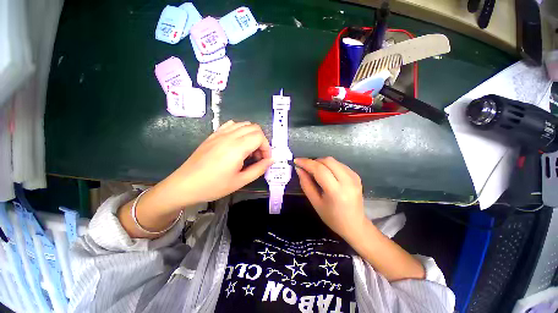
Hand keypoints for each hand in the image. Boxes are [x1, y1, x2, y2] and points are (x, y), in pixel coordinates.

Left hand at [158, 121, 272, 210]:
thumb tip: (271, 160)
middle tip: (257, 156)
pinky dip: (240, 130)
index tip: (264, 160)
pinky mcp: (213, 135)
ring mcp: (220, 134)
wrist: (184, 185)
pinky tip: (237, 142)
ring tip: (248, 150)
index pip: (260, 137)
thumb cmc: (213, 186)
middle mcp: (230, 136)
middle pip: (254, 128)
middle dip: (261, 141)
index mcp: (237, 147)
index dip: (266, 148)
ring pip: (243, 124)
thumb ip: (259, 169)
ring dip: (251, 135)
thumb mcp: (240, 181)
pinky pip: (231, 125)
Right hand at [294, 157, 366, 241]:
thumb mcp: (315, 202)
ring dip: (321, 163)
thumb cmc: (332, 217)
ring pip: (333, 161)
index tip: (296, 161)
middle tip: (306, 168)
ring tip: (315, 171)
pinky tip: (326, 174)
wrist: (355, 225)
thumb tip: (299, 169)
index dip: (307, 163)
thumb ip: (306, 184)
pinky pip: (339, 164)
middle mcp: (348, 182)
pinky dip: (329, 166)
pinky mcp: (356, 176)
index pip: (320, 170)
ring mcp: (354, 177)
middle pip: (328, 161)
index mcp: (336, 192)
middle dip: (314, 161)